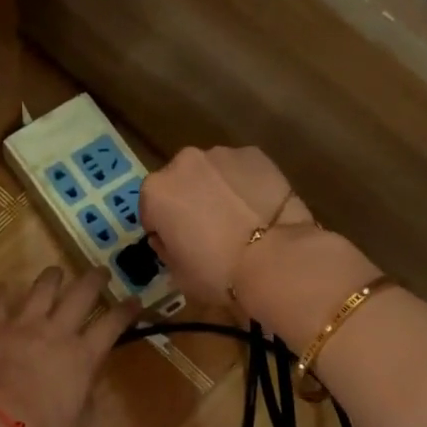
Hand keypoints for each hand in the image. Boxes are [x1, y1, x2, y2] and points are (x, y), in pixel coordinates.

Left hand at [0, 267, 139, 426]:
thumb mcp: (76, 425)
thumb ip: (85, 402)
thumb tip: (86, 389)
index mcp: (83, 356)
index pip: (112, 325)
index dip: (126, 310)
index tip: (134, 300)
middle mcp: (57, 331)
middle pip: (81, 295)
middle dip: (94, 280)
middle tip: (100, 271)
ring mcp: (23, 324)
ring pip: (42, 289)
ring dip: (52, 278)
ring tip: (56, 271)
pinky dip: (0, 292)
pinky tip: (3, 286)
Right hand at [140, 146, 314, 306]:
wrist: (276, 259)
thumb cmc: (217, 272)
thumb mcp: (177, 272)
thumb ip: (166, 248)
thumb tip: (171, 237)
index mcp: (156, 191)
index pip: (151, 209)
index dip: (164, 229)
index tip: (180, 244)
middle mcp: (183, 162)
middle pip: (179, 183)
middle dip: (188, 201)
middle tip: (208, 230)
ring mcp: (221, 154)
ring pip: (210, 173)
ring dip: (215, 190)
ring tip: (237, 219)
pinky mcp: (255, 154)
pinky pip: (240, 170)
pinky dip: (243, 184)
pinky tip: (256, 209)